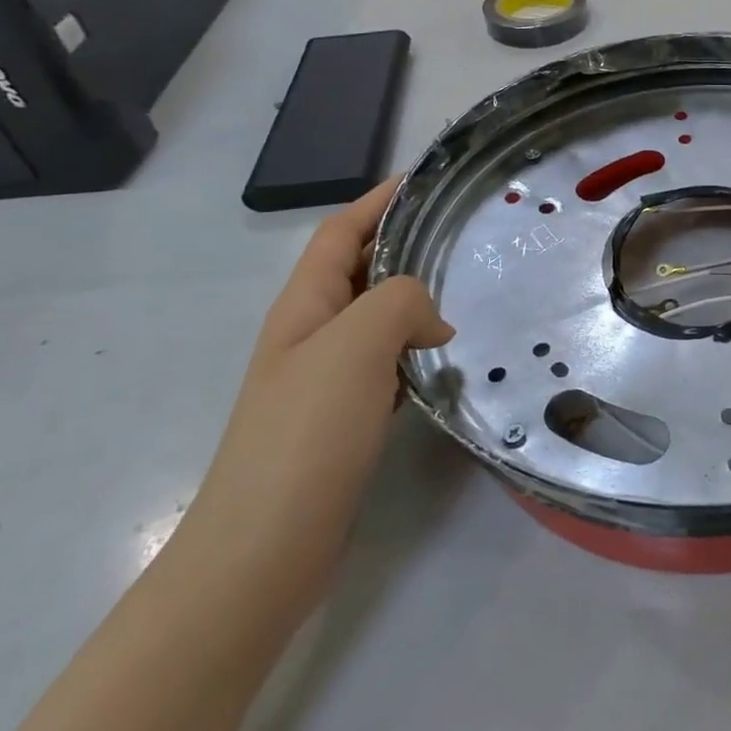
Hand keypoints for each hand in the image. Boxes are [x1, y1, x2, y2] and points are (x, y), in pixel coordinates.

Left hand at [176, 179, 453, 603]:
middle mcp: (311, 335)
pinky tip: (446, 360)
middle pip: (359, 270)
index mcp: (304, 307)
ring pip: (376, 318)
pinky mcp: (345, 418)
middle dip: (404, 244)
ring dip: (415, 298)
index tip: (427, 180)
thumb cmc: (304, 435)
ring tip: (467, 290)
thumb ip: (401, 303)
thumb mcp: (356, 345)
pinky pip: (387, 363)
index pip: (340, 233)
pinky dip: (416, 349)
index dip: (378, 201)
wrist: (263, 550)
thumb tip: (433, 321)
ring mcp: (325, 380)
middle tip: (463, 234)